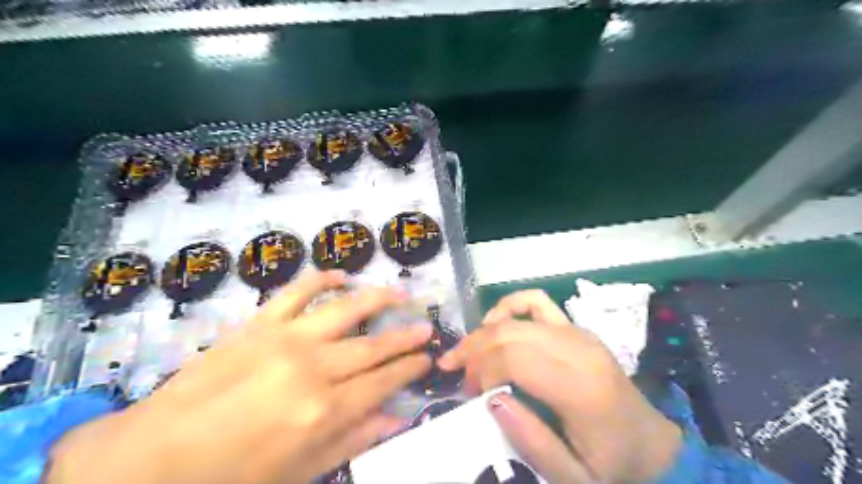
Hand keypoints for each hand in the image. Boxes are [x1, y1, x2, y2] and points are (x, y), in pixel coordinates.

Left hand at [45, 271, 430, 483]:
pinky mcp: (259, 323)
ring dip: (378, 298)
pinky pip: (296, 291)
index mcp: (323, 410)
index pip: (383, 382)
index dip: (409, 369)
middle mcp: (313, 367)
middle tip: (426, 327)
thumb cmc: (231, 475)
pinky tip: (340, 275)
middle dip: (404, 337)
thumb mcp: (300, 472)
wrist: (153, 458)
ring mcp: (286, 338)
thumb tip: (397, 418)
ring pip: (345, 309)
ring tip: (401, 293)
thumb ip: (353, 439)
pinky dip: (321, 279)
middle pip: (373, 346)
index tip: (427, 359)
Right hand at [441, 291, 684, 483]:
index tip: (470, 394)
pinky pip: (536, 300)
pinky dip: (509, 305)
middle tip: (458, 375)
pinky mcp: (575, 327)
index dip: (481, 371)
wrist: (649, 441)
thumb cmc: (611, 461)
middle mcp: (578, 349)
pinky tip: (494, 321)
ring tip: (466, 353)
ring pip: (515, 317)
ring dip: (483, 332)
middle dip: (474, 351)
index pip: (513, 359)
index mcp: (579, 386)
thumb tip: (492, 399)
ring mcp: (577, 332)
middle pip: (509, 334)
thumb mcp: (573, 475)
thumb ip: (531, 441)